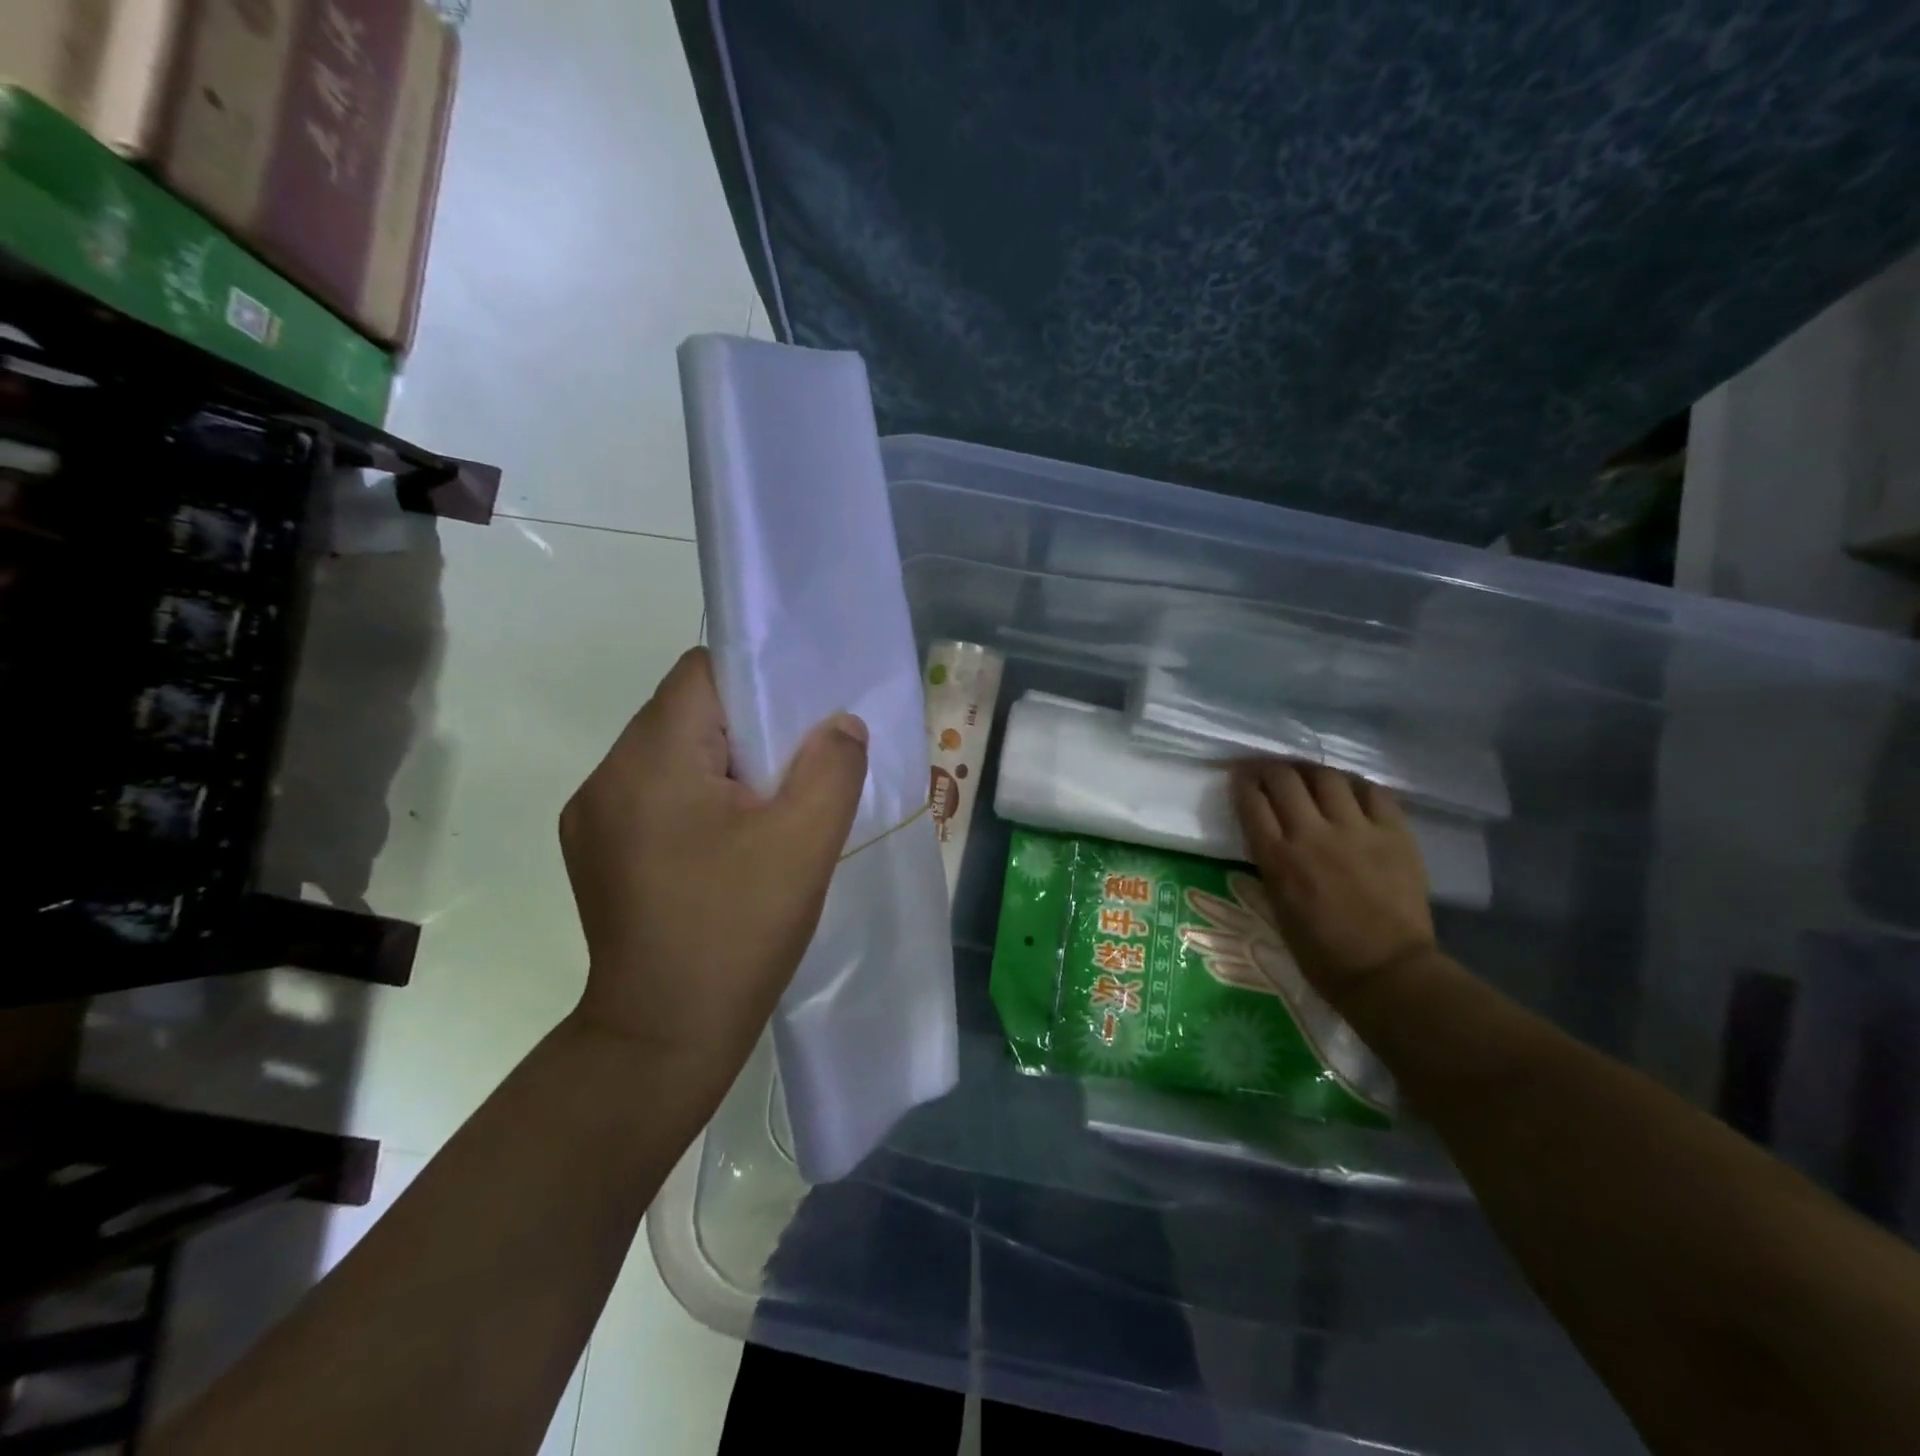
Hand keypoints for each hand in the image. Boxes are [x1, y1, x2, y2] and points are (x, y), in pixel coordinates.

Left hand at [559, 648, 867, 1086]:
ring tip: (764, 813)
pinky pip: (655, 795)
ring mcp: (593, 818)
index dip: (758, 682)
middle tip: (794, 772)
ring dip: (722, 767)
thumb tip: (839, 724)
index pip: (701, 673)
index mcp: (650, 760)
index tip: (799, 722)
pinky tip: (726, 847)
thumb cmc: (737, 931)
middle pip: (685, 712)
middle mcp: (607, 776)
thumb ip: (833, 766)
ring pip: (671, 755)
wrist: (662, 1040)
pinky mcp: (597, 852)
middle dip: (746, 730)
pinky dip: (696, 799)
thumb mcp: (805, 843)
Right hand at [1229, 761, 1435, 1000]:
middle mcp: (1312, 834)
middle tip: (1270, 771)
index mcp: (1278, 858)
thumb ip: (1272, 862)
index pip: (1252, 801)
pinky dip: (1356, 786)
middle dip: (1271, 769)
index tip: (1241, 777)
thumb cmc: (1321, 953)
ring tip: (1310, 777)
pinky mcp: (1394, 833)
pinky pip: (1373, 792)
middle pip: (1284, 779)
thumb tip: (1270, 834)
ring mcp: (1356, 830)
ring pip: (1327, 777)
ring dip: (1312, 772)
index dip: (1243, 782)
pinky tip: (1351, 792)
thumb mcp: (1277, 905)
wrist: (1388, 973)